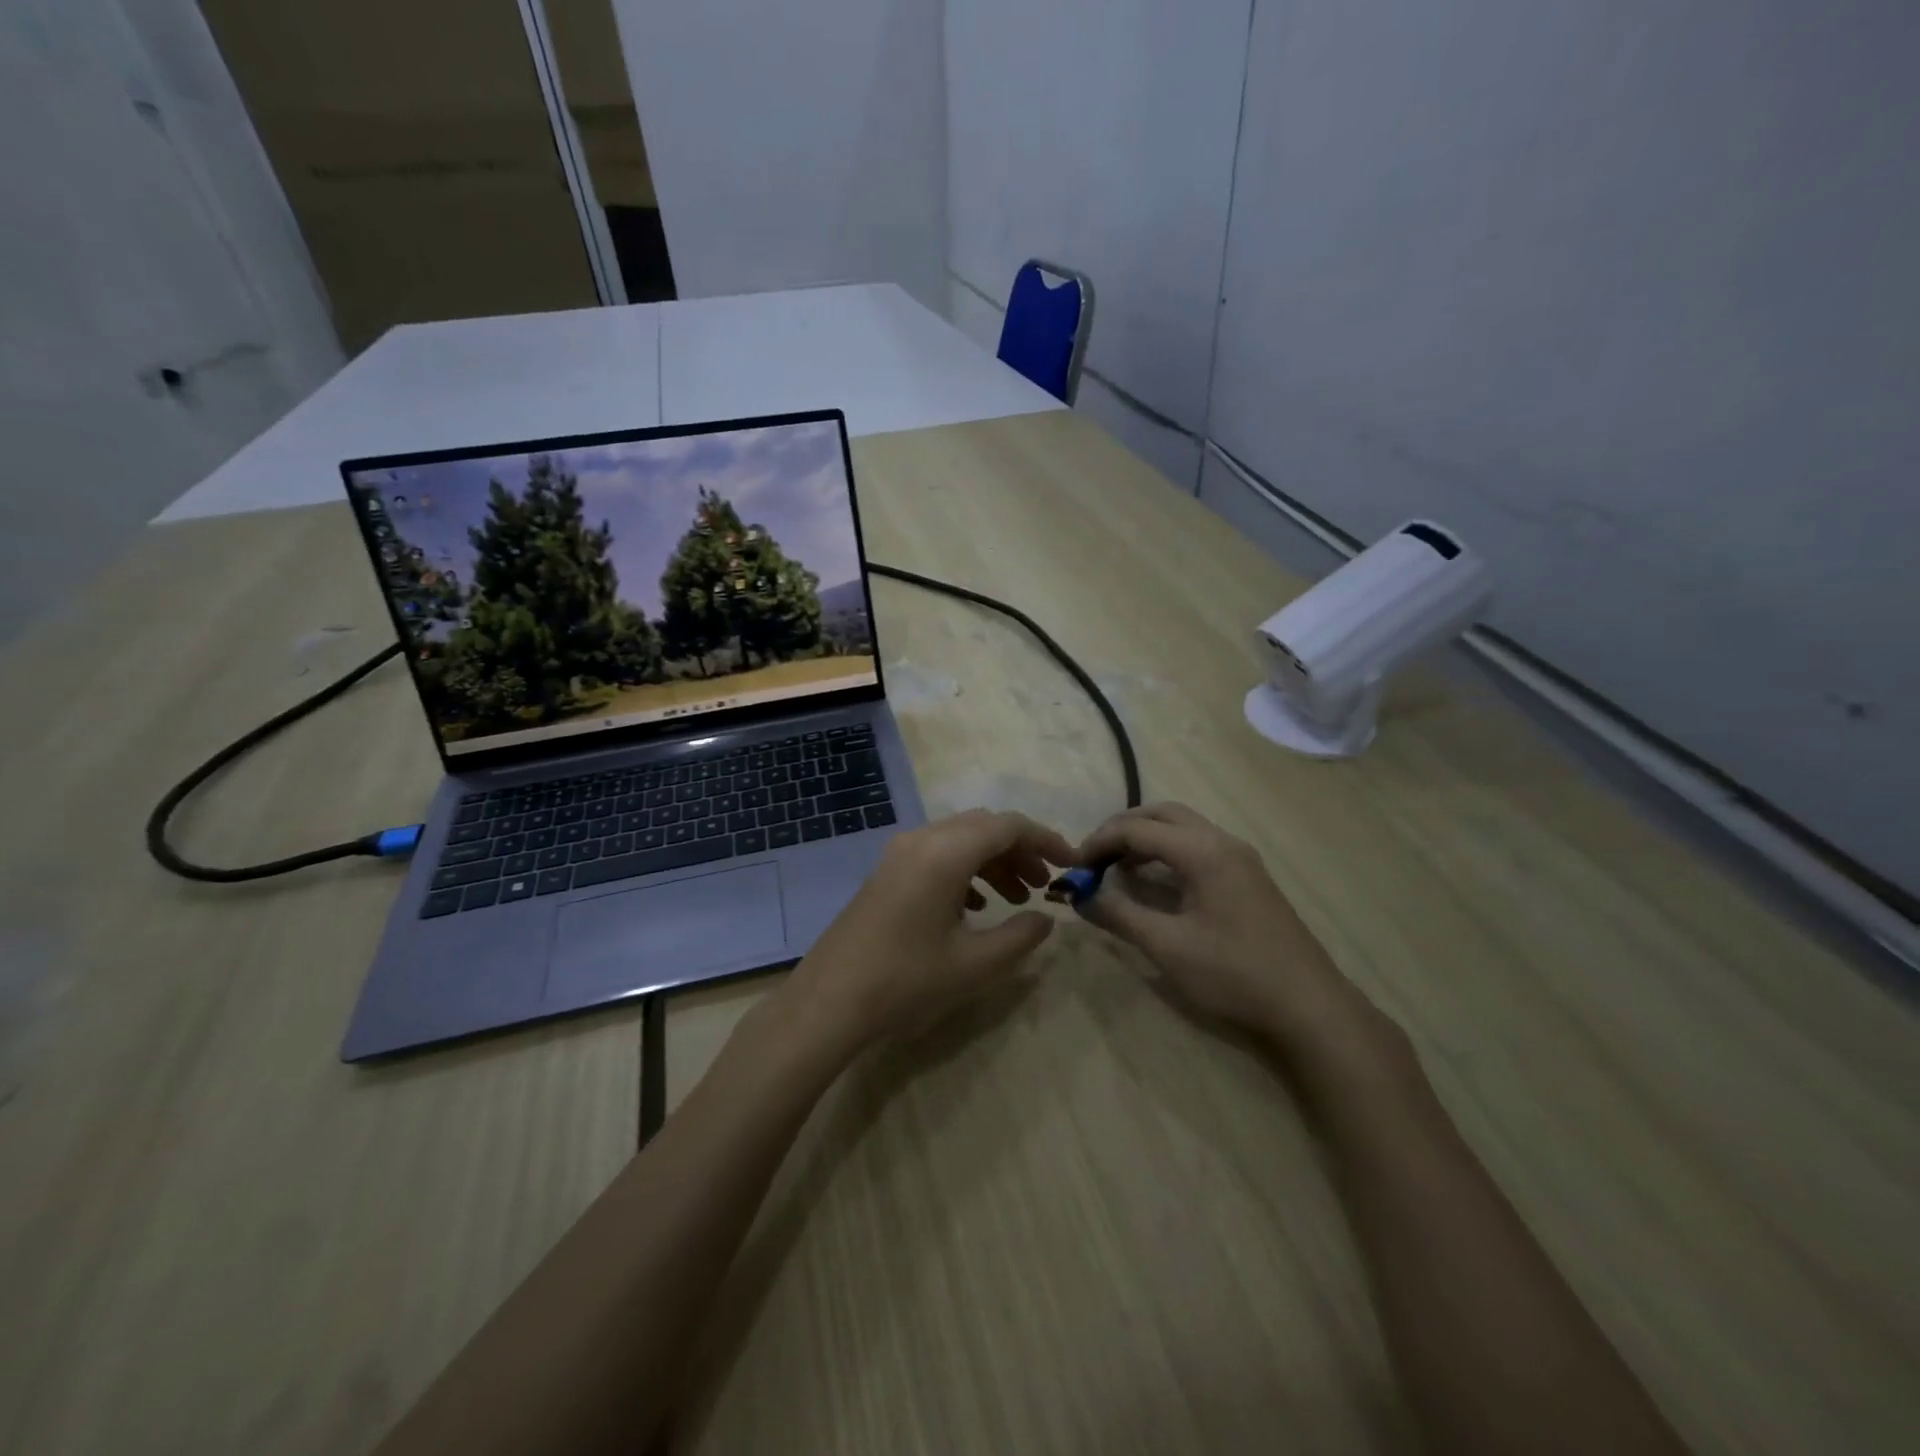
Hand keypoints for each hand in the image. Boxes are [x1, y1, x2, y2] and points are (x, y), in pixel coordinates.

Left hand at [784, 809, 1073, 1048]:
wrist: (829, 1000)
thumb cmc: (906, 979)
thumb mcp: (975, 964)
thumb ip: (1021, 937)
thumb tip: (1046, 920)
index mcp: (946, 852)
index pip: (1008, 826)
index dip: (1046, 840)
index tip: (1071, 865)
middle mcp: (922, 839)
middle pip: (984, 828)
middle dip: (1020, 851)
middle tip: (1044, 886)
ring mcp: (899, 854)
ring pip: (960, 841)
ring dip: (994, 862)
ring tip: (1016, 900)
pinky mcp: (887, 872)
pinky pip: (937, 855)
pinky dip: (966, 871)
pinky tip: (974, 907)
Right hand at [1073, 803, 1372, 1053]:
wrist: (1309, 1007)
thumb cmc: (1234, 974)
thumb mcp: (1167, 946)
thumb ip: (1119, 915)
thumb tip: (1080, 896)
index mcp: (1203, 851)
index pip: (1137, 830)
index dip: (1099, 843)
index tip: (1073, 867)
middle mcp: (1223, 842)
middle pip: (1162, 814)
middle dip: (1122, 829)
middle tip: (1093, 857)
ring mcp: (1241, 858)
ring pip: (1183, 827)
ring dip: (1146, 837)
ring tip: (1116, 867)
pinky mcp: (1249, 876)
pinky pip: (1199, 844)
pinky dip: (1168, 850)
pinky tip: (1155, 880)